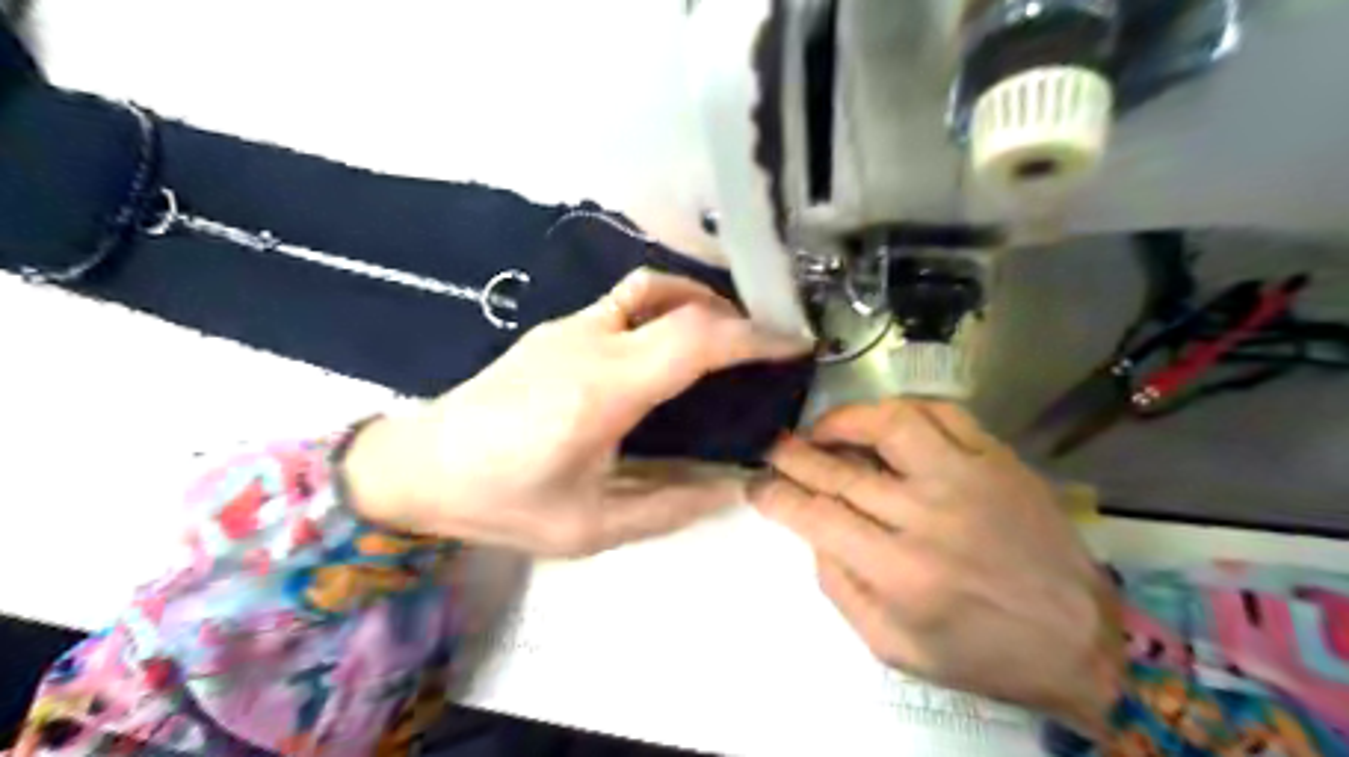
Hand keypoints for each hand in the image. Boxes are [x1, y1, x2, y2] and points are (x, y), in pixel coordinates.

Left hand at [347, 265, 810, 555]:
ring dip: (699, 303)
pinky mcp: (556, 329)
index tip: (793, 345)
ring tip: (725, 341)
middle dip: (737, 319)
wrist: (417, 466)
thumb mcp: (590, 526)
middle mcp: (589, 341)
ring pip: (651, 288)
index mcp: (602, 389)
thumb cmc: (501, 501)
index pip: (695, 340)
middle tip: (766, 350)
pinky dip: (665, 308)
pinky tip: (668, 346)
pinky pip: (625, 300)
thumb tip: (730, 486)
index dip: (754, 337)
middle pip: (681, 304)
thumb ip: (668, 506)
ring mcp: (569, 327)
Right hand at [754, 398, 1122, 736]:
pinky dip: (904, 411)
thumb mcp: (893, 647)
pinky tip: (886, 424)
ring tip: (824, 429)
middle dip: (794, 454)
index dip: (775, 494)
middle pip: (841, 468)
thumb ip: (840, 588)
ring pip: (891, 423)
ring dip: (846, 420)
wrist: (1080, 639)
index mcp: (899, 571)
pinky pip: (944, 414)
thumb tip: (813, 532)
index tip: (756, 484)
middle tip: (774, 447)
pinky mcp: (999, 460)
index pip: (815, 515)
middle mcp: (927, 515)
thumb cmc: (980, 654)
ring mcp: (968, 479)